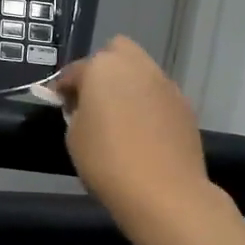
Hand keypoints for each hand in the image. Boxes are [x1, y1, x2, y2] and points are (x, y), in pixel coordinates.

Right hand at [53, 37, 209, 222]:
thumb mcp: (74, 137)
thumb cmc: (107, 161)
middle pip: (117, 52)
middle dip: (103, 69)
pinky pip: (159, 96)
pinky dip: (148, 105)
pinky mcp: (185, 106)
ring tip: (120, 118)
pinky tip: (143, 132)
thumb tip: (84, 106)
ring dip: (129, 86)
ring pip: (142, 72)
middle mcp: (138, 66)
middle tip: (93, 100)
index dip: (64, 86)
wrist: (164, 192)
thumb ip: (76, 112)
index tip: (59, 104)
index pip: (77, 69)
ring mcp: (166, 84)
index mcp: (104, 68)